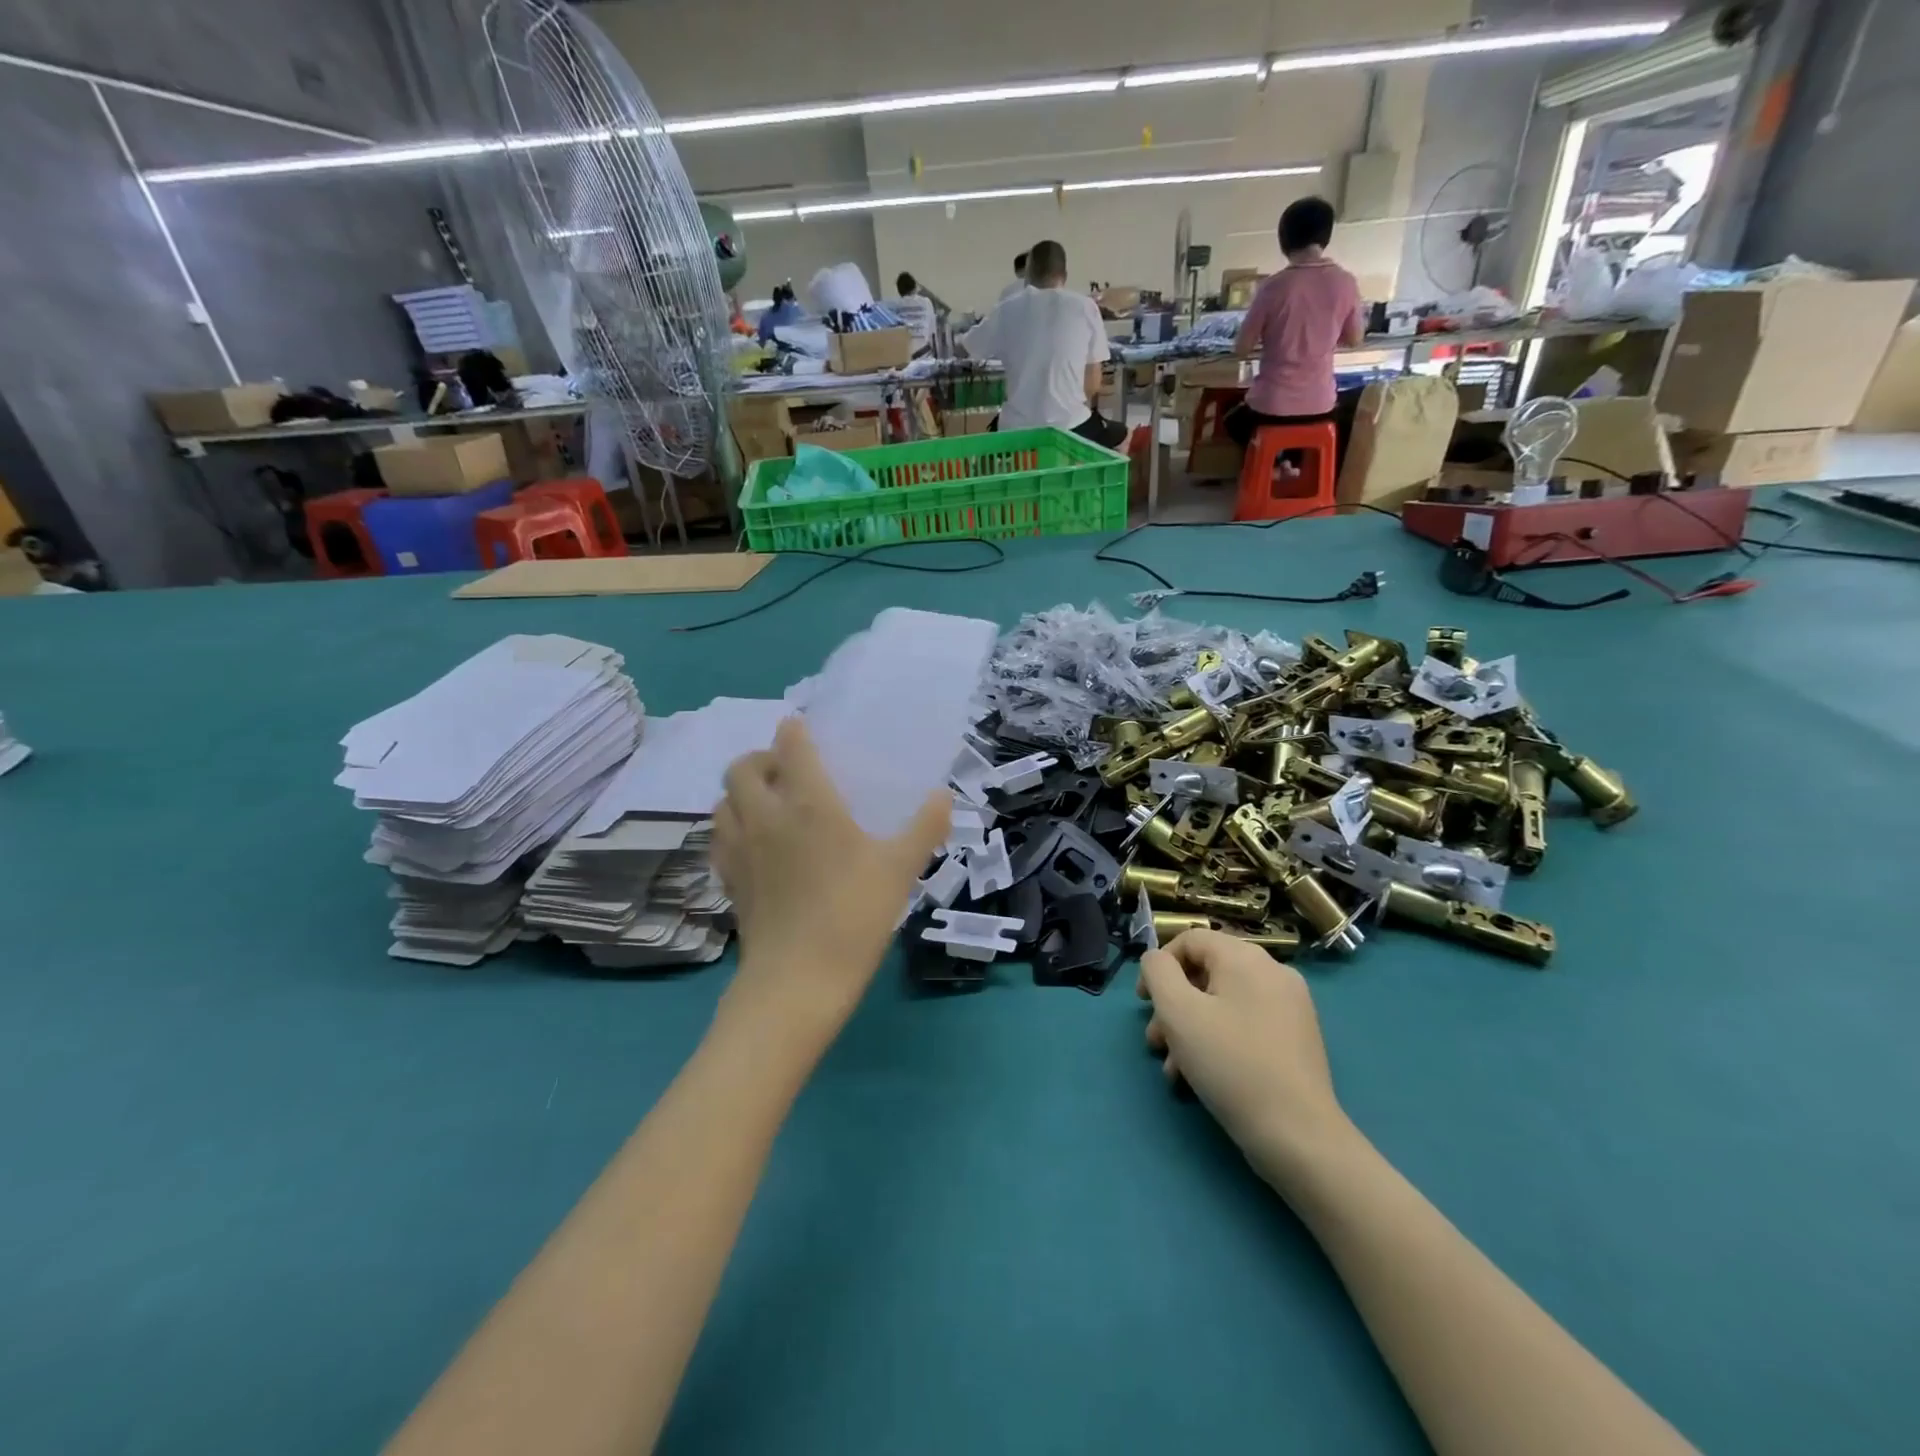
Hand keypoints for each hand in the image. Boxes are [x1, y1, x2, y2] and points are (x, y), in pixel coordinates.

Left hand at [713, 718, 950, 1032]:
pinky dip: (731, 827)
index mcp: (808, 803)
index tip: (803, 729)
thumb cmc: (854, 915)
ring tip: (768, 804)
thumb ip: (925, 827)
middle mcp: (765, 816)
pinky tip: (754, 844)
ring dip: (741, 792)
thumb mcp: (901, 869)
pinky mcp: (728, 879)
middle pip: (742, 767)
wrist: (799, 979)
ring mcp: (739, 848)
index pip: (790, 746)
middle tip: (787, 772)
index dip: (794, 730)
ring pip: (723, 800)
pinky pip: (719, 837)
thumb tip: (943, 796)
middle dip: (760, 758)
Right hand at [1138, 930, 1351, 1191]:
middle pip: (1206, 973)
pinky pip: (1245, 1025)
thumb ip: (1158, 972)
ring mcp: (1290, 1007)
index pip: (1191, 939)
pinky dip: (1218, 1041)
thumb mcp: (1178, 1012)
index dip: (1159, 965)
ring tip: (1173, 1069)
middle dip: (1172, 1006)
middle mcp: (1273, 973)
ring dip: (1190, 1029)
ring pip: (1223, 1003)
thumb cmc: (1230, 1064)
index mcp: (1246, 958)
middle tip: (1155, 1042)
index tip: (1143, 1003)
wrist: (1298, 1135)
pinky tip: (1200, 1078)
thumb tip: (1157, 960)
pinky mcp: (1296, 1039)